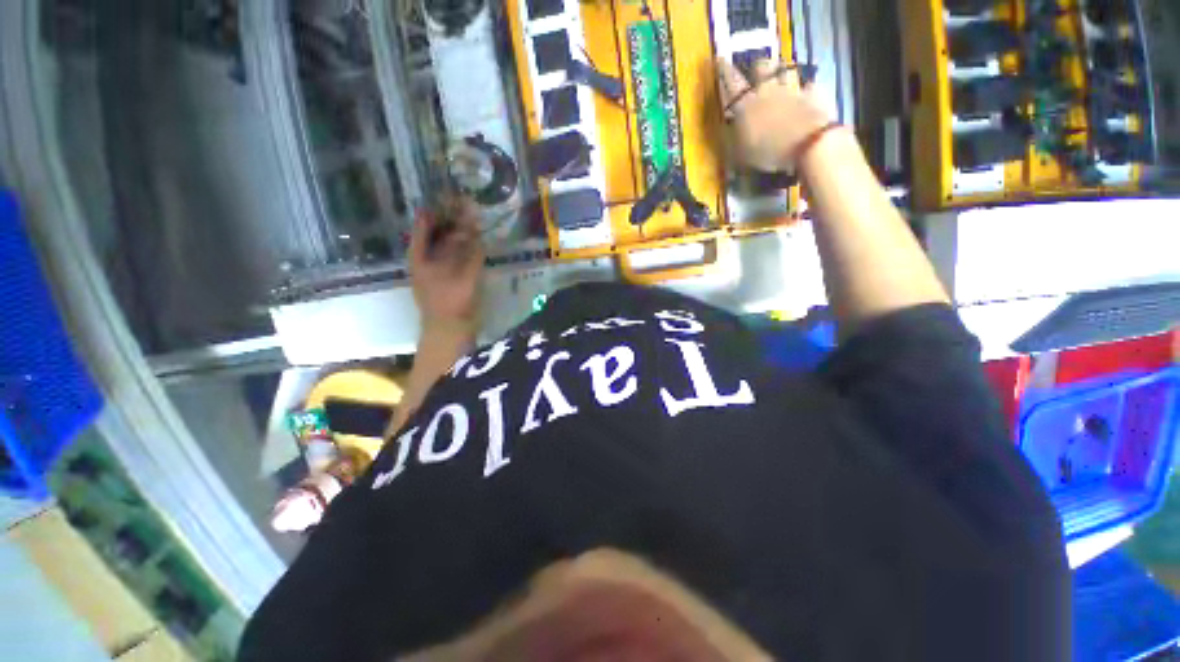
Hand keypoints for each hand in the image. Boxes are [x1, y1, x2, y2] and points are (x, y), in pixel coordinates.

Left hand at [410, 197, 484, 337]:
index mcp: (420, 255)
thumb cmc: (451, 304)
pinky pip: (458, 255)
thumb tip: (475, 228)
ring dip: (461, 231)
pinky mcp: (450, 277)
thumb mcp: (463, 276)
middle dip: (452, 218)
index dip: (436, 208)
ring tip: (475, 217)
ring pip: (448, 242)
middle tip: (468, 203)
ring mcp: (438, 268)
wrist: (450, 332)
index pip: (425, 223)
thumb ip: (471, 253)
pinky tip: (478, 240)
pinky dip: (467, 246)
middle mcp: (427, 258)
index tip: (451, 194)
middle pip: (438, 232)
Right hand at [717, 58, 832, 171]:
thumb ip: (733, 137)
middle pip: (761, 67)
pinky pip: (809, 85)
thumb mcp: (740, 153)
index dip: (724, 71)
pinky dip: (807, 88)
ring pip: (785, 71)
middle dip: (757, 66)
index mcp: (747, 104)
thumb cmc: (768, 152)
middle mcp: (768, 91)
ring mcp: (792, 90)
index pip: (731, 82)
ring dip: (781, 73)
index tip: (719, 59)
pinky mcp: (813, 95)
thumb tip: (729, 126)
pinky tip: (807, 92)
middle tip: (756, 69)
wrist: (807, 144)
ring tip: (780, 76)